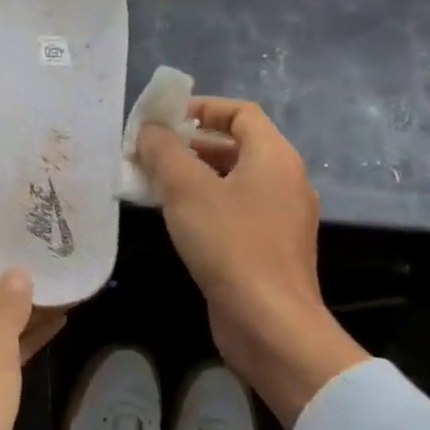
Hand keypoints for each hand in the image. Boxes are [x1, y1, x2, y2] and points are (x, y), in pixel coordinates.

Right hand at [136, 99, 368, 427]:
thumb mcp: (186, 189)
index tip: (162, 119)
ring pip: (231, 180)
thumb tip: (149, 130)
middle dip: (188, 144)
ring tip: (149, 182)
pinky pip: (233, 209)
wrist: (269, 322)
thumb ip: (164, 151)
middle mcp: (283, 180)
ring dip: (191, 175)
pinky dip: (202, 204)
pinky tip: (171, 217)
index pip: (240, 112)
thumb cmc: (230, 244)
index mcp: (274, 157)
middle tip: (146, 152)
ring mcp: (278, 217)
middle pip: (234, 145)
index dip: (201, 107)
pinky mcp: (267, 247)